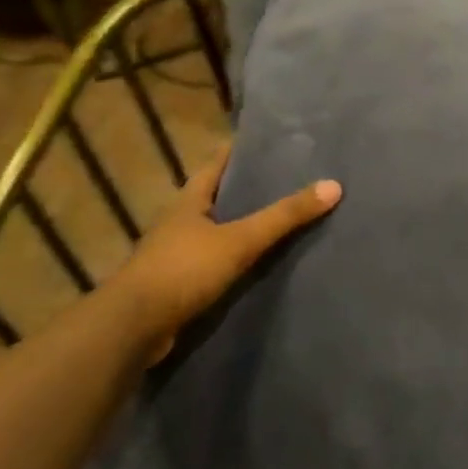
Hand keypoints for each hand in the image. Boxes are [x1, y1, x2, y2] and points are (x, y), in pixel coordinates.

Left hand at [114, 143, 340, 349]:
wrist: (133, 328)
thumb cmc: (183, 270)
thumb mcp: (240, 240)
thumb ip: (284, 216)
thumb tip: (334, 185)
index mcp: (188, 202)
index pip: (214, 165)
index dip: (237, 151)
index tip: (264, 140)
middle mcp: (179, 223)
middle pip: (216, 197)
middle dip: (245, 188)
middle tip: (285, 178)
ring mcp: (176, 255)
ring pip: (216, 232)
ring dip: (241, 226)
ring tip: (279, 219)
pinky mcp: (179, 285)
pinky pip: (215, 263)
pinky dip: (235, 259)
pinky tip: (259, 263)